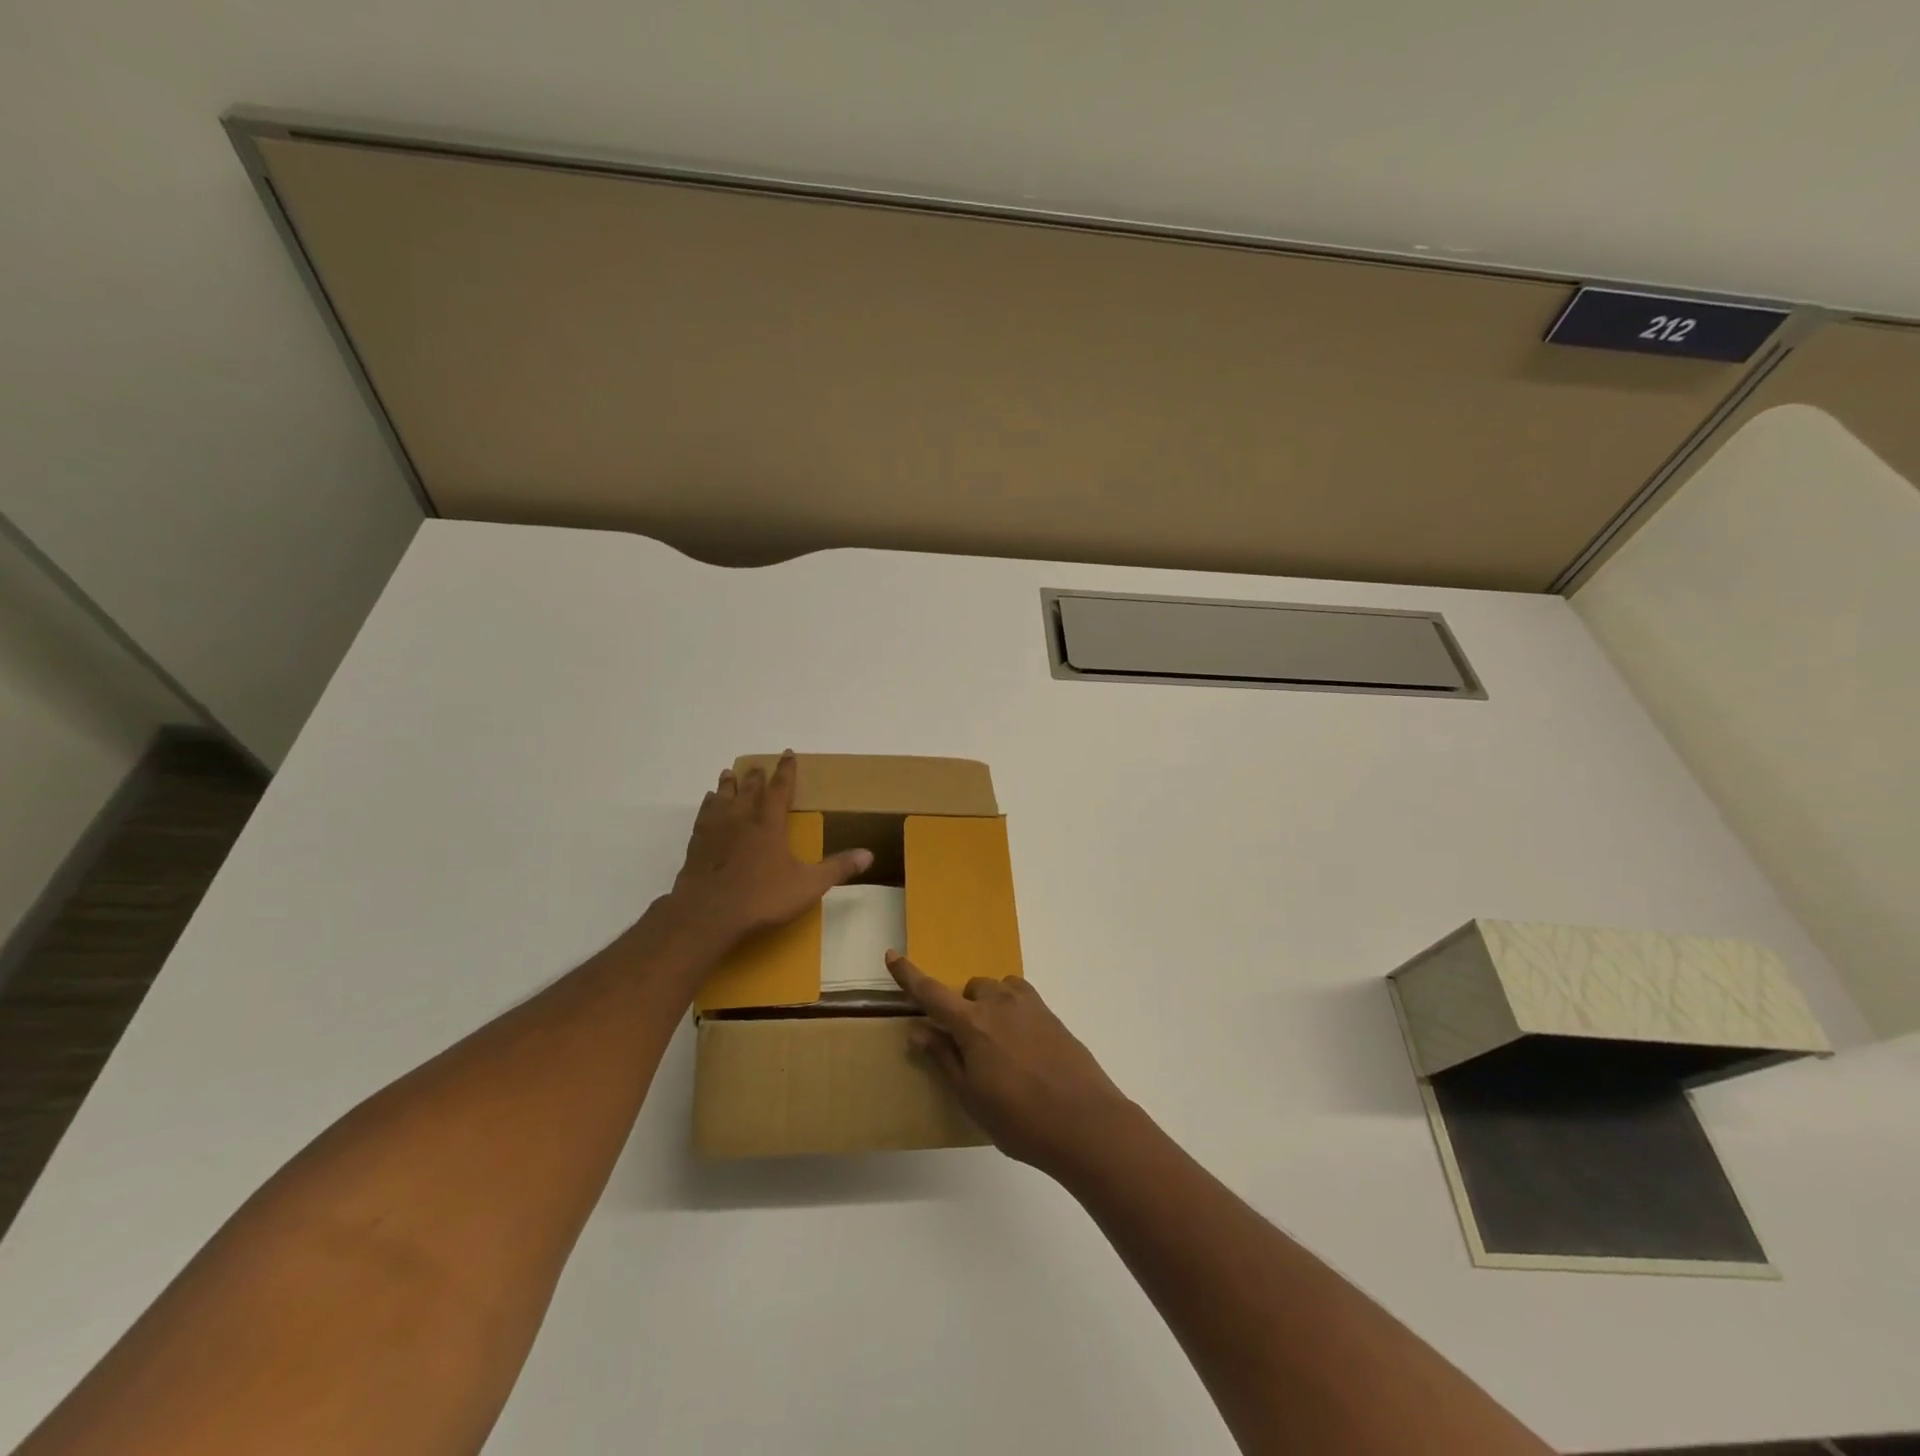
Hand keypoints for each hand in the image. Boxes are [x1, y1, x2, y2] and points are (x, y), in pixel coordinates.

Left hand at [665, 752, 871, 958]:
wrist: (707, 915)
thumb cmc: (762, 898)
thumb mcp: (808, 886)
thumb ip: (837, 868)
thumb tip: (869, 854)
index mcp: (769, 823)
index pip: (780, 788)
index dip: (786, 770)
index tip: (787, 754)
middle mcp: (742, 818)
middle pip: (749, 789)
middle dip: (757, 776)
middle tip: (759, 765)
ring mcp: (715, 830)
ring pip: (723, 797)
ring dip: (729, 784)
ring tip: (730, 773)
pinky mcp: (696, 844)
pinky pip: (704, 815)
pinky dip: (708, 804)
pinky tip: (708, 802)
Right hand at [886, 951, 1137, 1177]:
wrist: (1085, 1122)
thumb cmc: (1019, 1119)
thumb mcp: (971, 1097)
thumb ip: (944, 1058)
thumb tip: (918, 1031)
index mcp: (972, 1024)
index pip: (931, 993)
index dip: (909, 975)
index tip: (892, 955)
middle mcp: (999, 1004)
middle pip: (971, 988)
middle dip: (963, 1007)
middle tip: (968, 1046)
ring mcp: (1030, 1005)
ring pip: (999, 989)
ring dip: (990, 1006)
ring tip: (998, 1045)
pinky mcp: (1052, 1014)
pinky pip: (1022, 998)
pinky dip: (1013, 1010)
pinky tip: (1023, 1045)